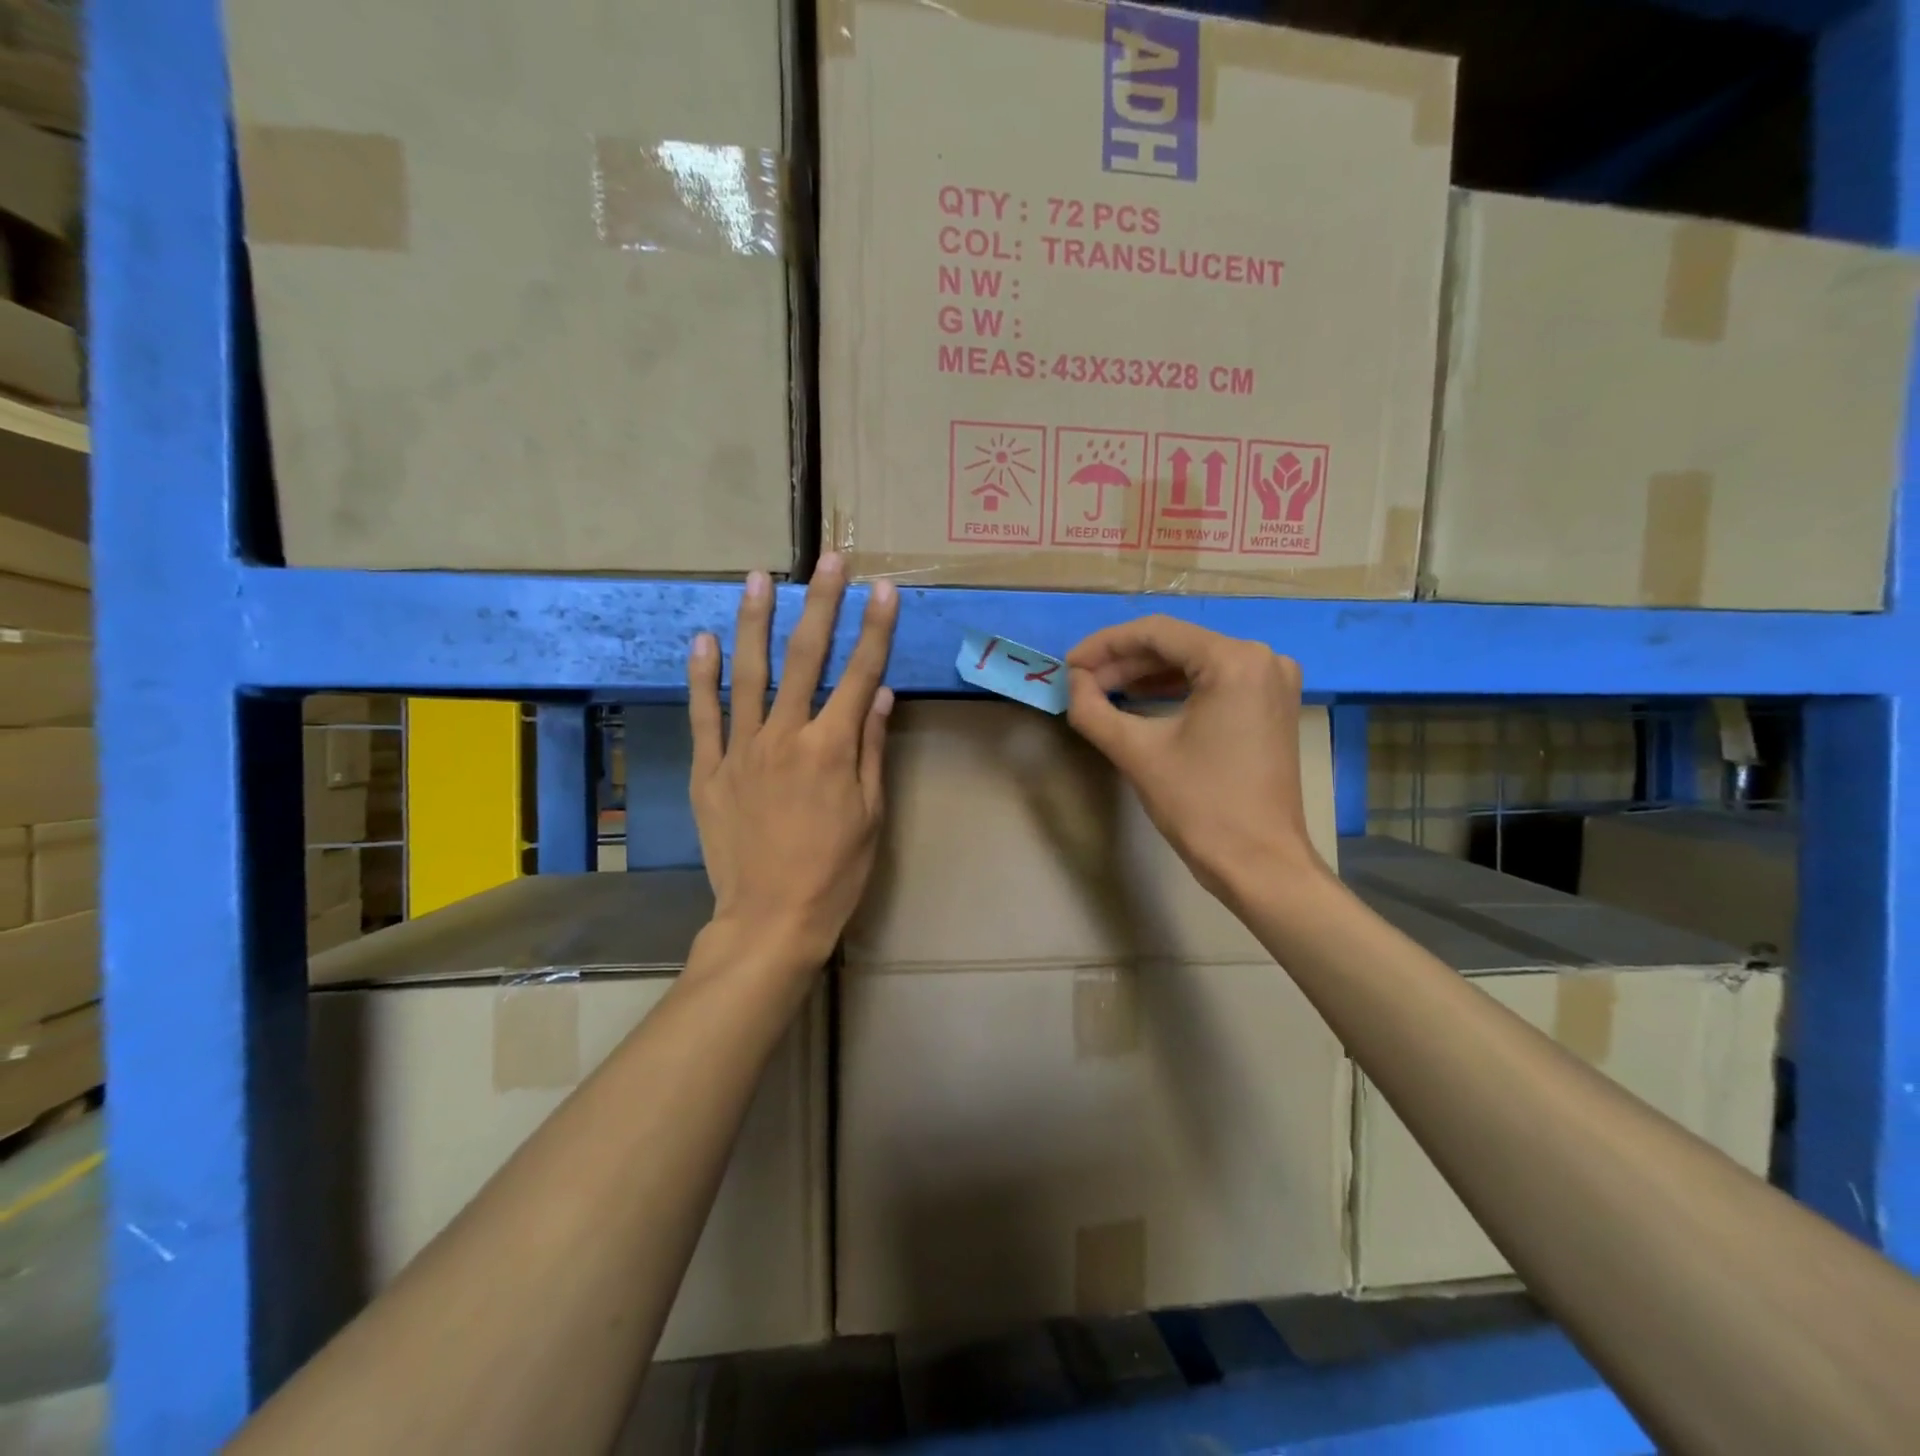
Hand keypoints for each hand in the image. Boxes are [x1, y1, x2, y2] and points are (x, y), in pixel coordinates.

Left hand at [687, 555, 898, 971]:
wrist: (770, 918)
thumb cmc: (835, 872)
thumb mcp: (871, 815)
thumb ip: (872, 749)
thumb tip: (879, 693)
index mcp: (832, 748)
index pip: (860, 673)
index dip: (876, 628)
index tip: (883, 589)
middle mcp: (787, 736)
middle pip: (807, 658)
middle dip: (821, 604)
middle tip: (829, 561)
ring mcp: (742, 750)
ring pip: (749, 673)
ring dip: (755, 621)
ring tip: (759, 578)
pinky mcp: (710, 769)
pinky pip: (703, 714)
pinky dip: (701, 676)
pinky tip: (701, 639)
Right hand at [1064, 616, 1324, 907]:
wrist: (1260, 864)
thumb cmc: (1201, 806)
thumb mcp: (1137, 753)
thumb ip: (1093, 709)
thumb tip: (1073, 682)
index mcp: (1234, 660)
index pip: (1156, 633)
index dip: (1104, 645)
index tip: (1068, 666)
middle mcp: (1262, 658)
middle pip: (1177, 644)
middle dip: (1123, 661)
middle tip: (1081, 682)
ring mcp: (1273, 681)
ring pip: (1194, 662)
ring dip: (1146, 675)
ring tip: (1102, 691)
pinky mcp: (1272, 705)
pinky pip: (1214, 681)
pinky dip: (1174, 689)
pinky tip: (1140, 700)